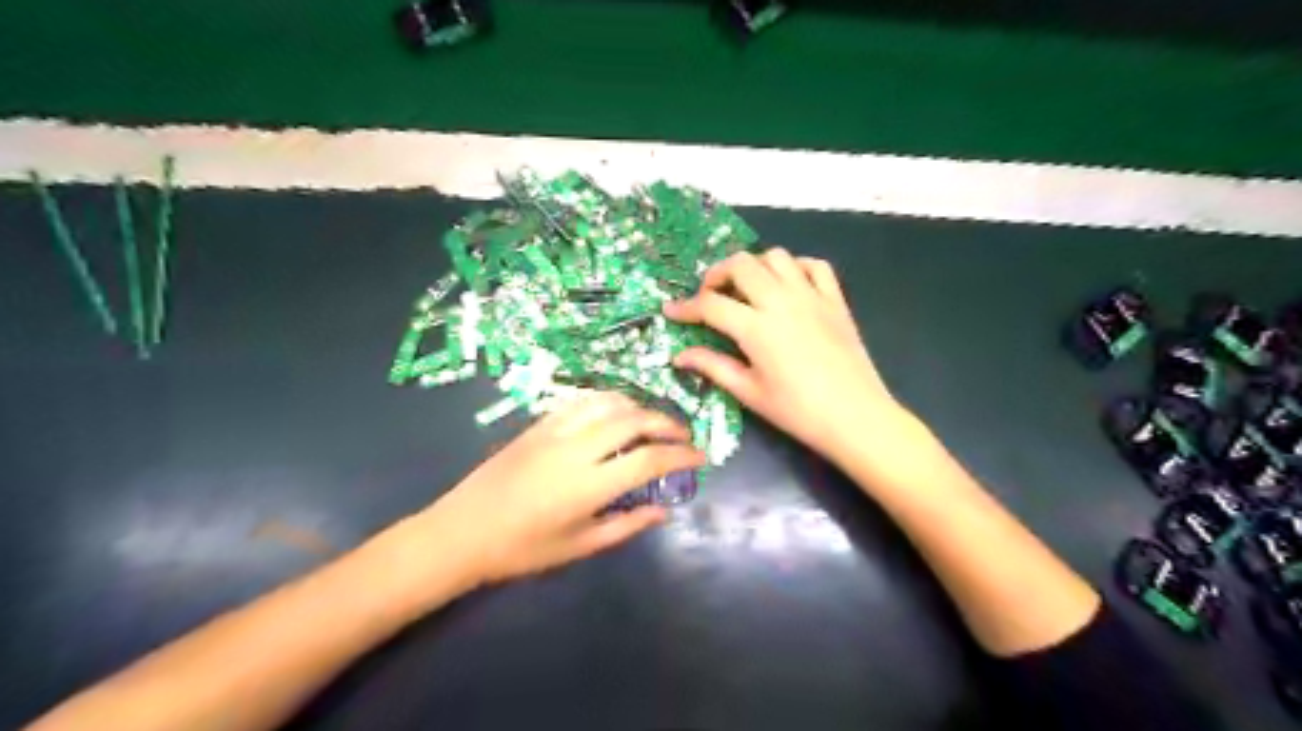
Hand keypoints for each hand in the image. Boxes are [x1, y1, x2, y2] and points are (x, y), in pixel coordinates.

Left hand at [414, 391, 702, 583]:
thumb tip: (664, 510)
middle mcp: (576, 449)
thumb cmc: (521, 549)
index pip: (648, 459)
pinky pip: (581, 401)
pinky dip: (607, 402)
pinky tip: (614, 413)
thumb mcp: (579, 546)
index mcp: (588, 486)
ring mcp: (555, 431)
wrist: (461, 531)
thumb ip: (626, 525)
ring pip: (608, 403)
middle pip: (634, 420)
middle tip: (682, 436)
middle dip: (666, 424)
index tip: (700, 457)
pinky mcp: (538, 424)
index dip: (681, 455)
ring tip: (651, 423)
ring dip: (638, 408)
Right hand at [666, 246, 908, 461]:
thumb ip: (713, 366)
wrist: (856, 417)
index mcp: (756, 328)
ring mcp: (812, 296)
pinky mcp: (836, 300)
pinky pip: (815, 265)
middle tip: (710, 295)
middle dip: (717, 274)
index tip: (671, 311)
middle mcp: (781, 301)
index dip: (686, 307)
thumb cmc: (798, 411)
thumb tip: (679, 355)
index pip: (711, 304)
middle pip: (741, 264)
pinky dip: (796, 267)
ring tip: (747, 288)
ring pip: (776, 256)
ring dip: (755, 266)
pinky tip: (788, 286)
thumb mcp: (749, 392)